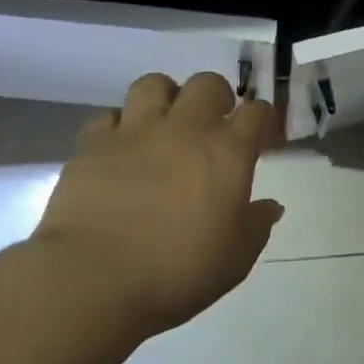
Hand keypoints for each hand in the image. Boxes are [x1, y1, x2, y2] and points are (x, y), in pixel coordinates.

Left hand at [35, 72, 281, 334]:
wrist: (94, 280)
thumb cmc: (177, 272)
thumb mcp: (235, 258)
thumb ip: (256, 225)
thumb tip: (271, 206)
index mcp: (227, 152)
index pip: (257, 113)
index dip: (263, 119)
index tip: (261, 135)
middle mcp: (184, 129)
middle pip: (207, 83)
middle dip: (216, 96)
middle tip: (213, 123)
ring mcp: (135, 132)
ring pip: (154, 84)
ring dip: (165, 98)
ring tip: (164, 123)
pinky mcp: (92, 145)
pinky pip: (108, 117)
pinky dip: (118, 126)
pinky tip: (120, 149)